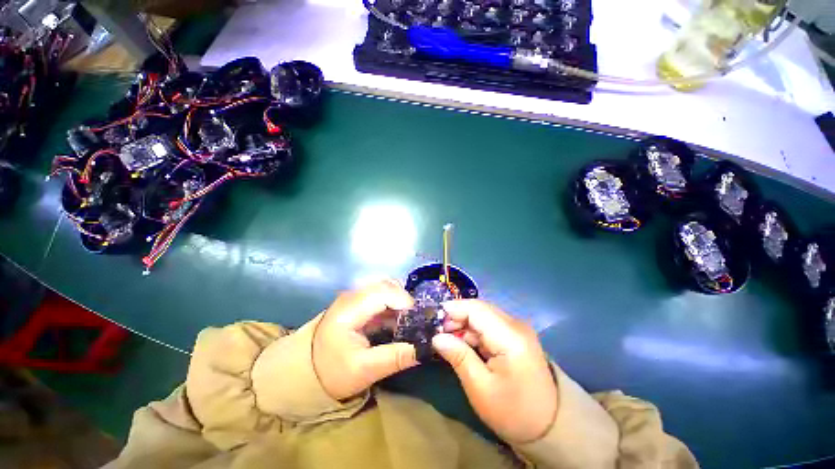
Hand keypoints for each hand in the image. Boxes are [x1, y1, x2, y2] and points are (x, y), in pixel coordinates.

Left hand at [313, 280, 418, 400]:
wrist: (306, 370)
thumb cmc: (332, 371)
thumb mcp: (364, 370)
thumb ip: (394, 358)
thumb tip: (424, 349)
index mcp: (349, 310)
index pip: (383, 293)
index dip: (404, 301)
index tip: (419, 318)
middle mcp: (352, 295)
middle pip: (386, 285)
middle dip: (404, 299)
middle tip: (416, 319)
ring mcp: (354, 296)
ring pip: (385, 287)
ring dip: (400, 300)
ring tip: (409, 320)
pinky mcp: (357, 300)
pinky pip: (380, 294)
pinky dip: (393, 303)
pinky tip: (398, 319)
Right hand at [432, 300, 557, 443]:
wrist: (550, 426)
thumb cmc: (514, 411)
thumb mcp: (480, 388)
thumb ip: (459, 357)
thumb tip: (436, 337)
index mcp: (510, 336)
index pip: (476, 309)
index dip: (453, 309)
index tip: (433, 318)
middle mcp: (516, 325)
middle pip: (480, 309)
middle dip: (457, 317)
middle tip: (438, 332)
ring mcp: (517, 329)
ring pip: (483, 316)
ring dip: (464, 324)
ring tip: (447, 339)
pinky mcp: (515, 336)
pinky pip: (489, 325)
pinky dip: (474, 331)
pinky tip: (463, 343)